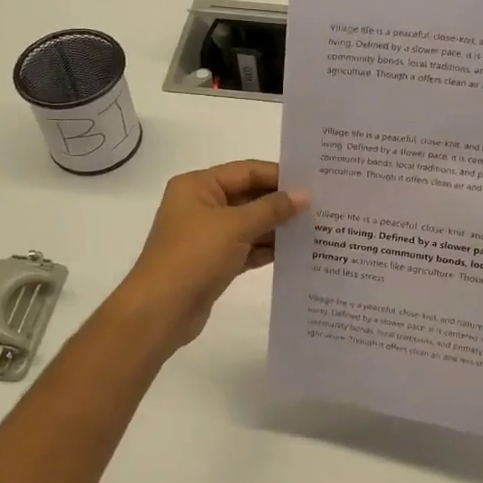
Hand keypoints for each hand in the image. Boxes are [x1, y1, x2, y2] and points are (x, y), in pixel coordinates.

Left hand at [115, 160, 307, 351]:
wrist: (161, 311)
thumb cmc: (193, 257)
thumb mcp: (235, 226)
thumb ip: (271, 209)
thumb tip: (303, 195)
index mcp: (198, 186)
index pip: (246, 171)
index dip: (279, 175)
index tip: (313, 182)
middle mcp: (201, 205)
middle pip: (249, 196)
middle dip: (282, 202)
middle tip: (322, 205)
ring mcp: (208, 235)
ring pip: (250, 224)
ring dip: (278, 227)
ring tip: (317, 227)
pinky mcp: (215, 262)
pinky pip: (248, 248)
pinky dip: (268, 249)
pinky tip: (297, 251)